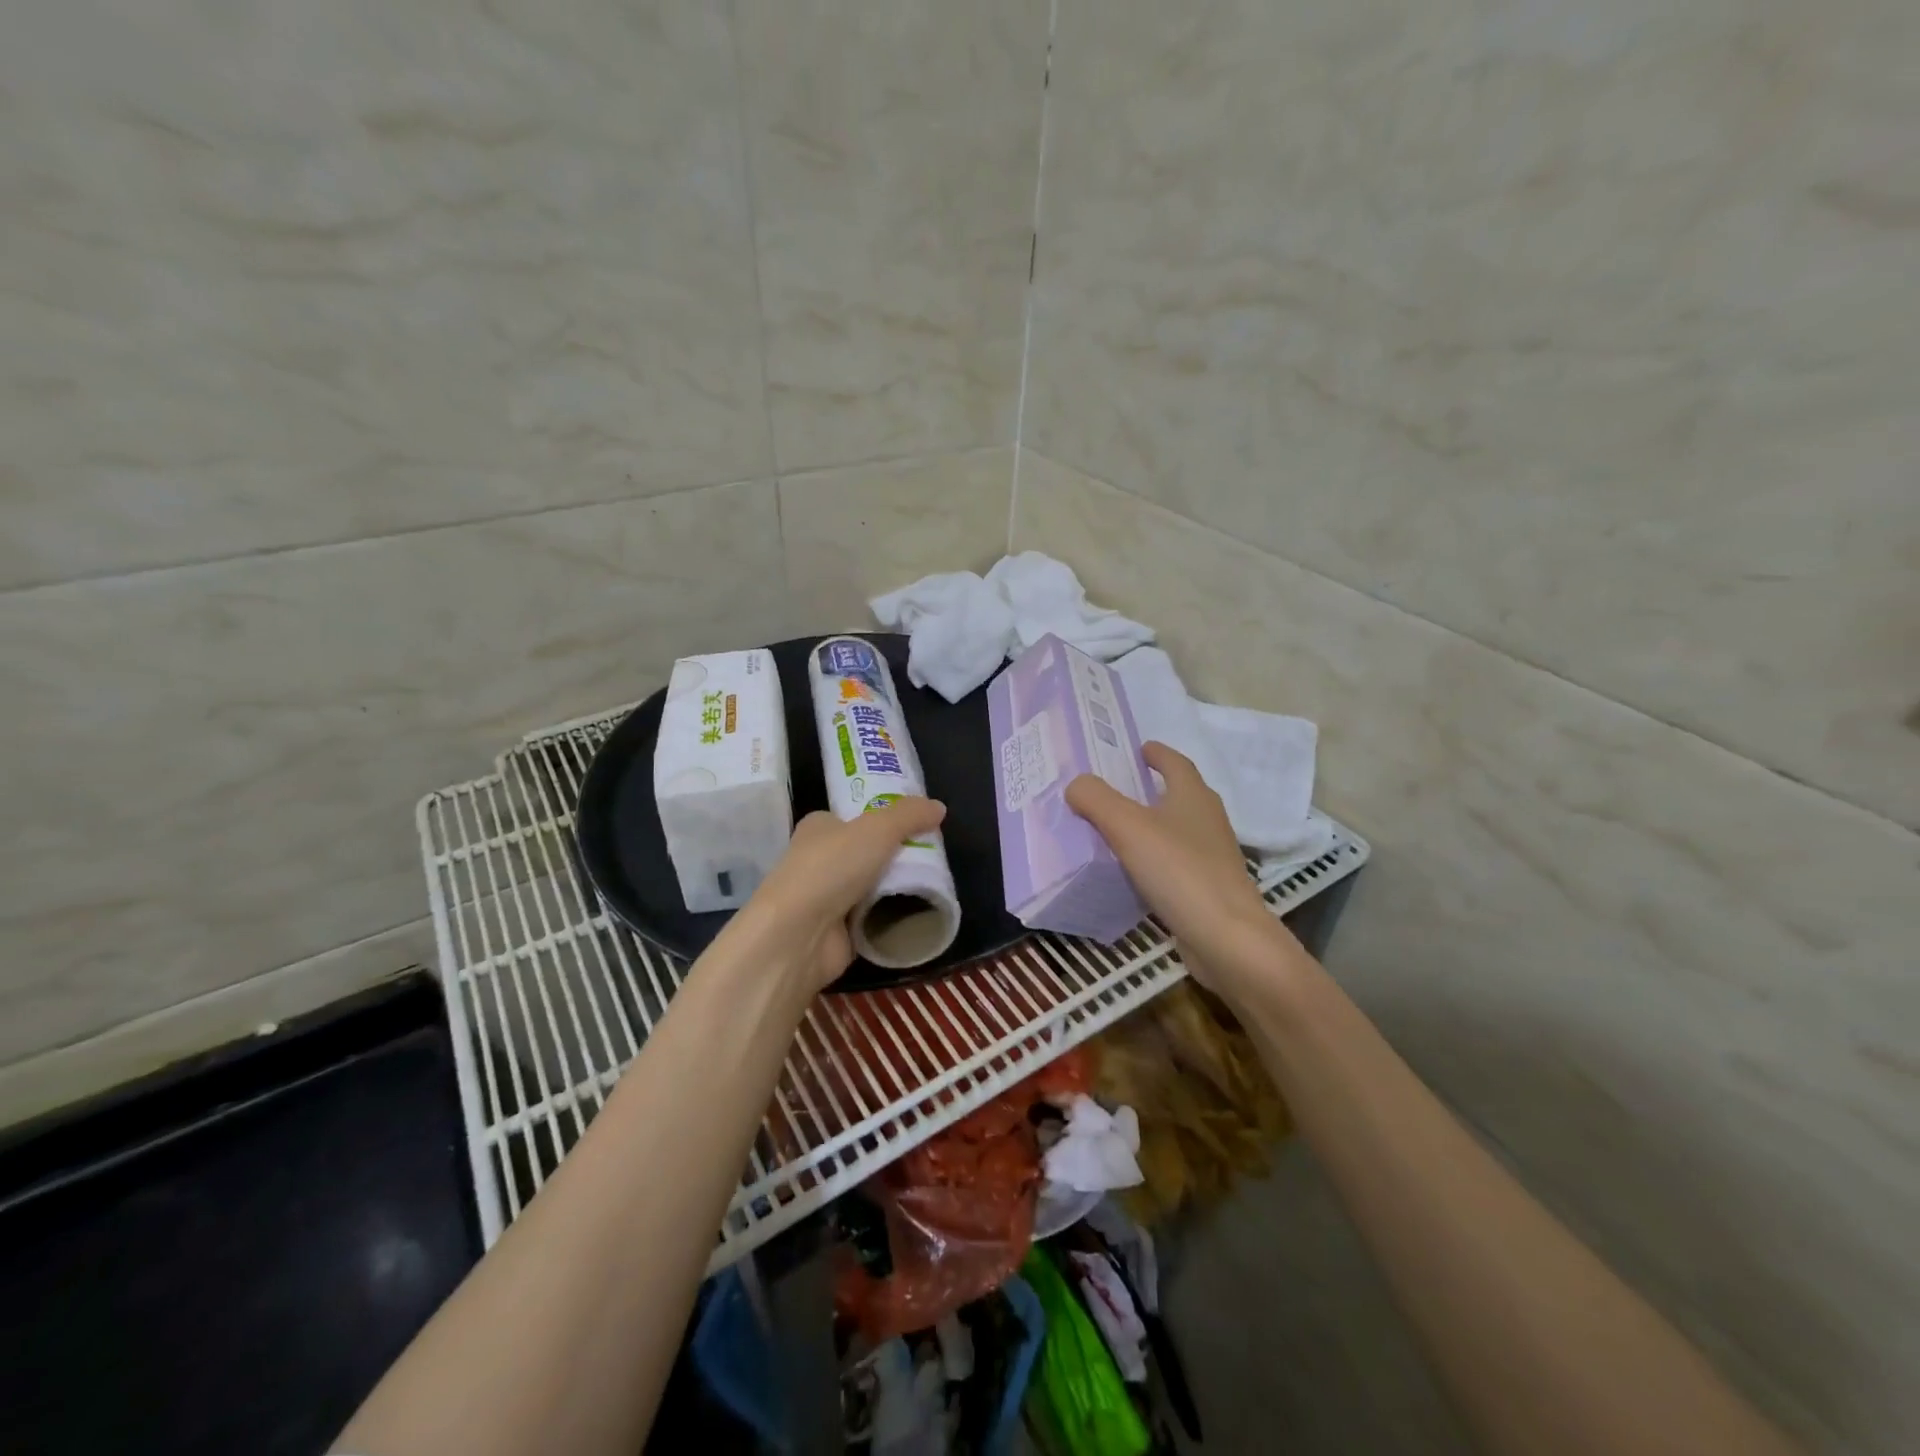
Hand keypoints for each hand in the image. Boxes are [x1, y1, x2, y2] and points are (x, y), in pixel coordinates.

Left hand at [725, 797, 948, 992]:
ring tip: (934, 884)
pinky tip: (918, 914)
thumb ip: (910, 815)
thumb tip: (939, 807)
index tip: (917, 825)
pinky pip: (874, 919)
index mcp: (819, 828)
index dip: (884, 819)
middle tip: (933, 856)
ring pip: (872, 887)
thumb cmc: (831, 868)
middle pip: (868, 853)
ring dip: (897, 888)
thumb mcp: (877, 828)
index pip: (854, 818)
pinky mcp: (838, 932)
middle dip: (897, 855)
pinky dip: (892, 918)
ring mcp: (827, 898)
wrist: (799, 935)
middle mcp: (819, 860)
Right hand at [1066, 742, 1303, 1001]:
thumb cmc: (1179, 870)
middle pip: (1180, 795)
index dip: (1158, 753)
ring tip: (1118, 829)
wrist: (1227, 939)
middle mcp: (1208, 821)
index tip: (1140, 748)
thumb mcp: (1127, 827)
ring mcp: (1212, 857)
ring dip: (1153, 825)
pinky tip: (1133, 872)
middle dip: (1154, 788)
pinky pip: (1176, 863)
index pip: (1176, 763)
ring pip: (1178, 830)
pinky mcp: (1208, 889)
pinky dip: (1155, 859)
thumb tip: (1076, 785)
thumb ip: (1096, 799)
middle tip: (1119, 788)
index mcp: (1193, 796)